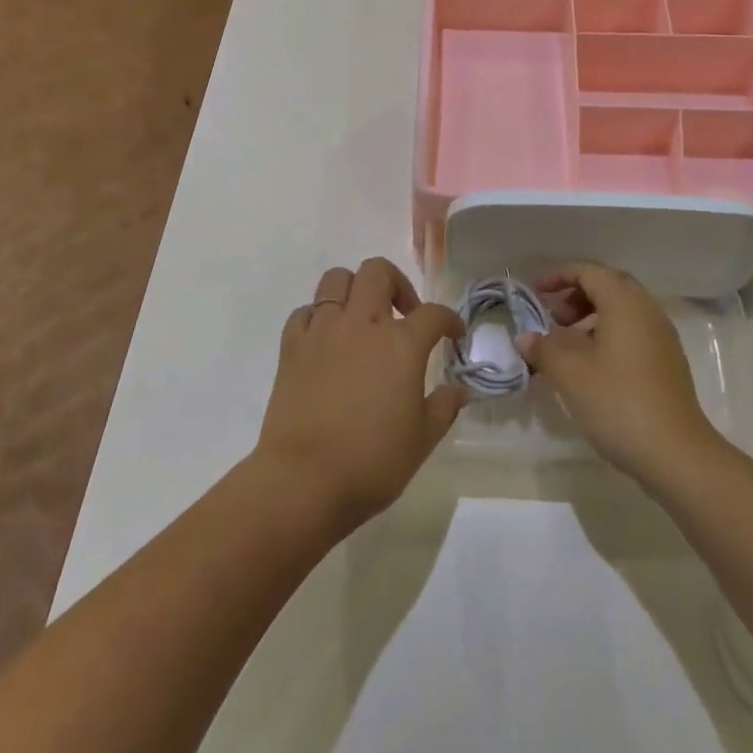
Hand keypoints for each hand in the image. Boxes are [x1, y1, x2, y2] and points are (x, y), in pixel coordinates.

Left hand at [256, 258, 466, 533]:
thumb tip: (460, 390)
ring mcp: (323, 330)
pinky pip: (305, 312)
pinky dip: (319, 317)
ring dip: (355, 290)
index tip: (454, 334)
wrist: (304, 481)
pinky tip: (327, 340)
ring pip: (337, 279)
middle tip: (403, 315)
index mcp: (400, 344)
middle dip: (397, 284)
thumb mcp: (422, 440)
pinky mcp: (292, 346)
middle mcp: (362, 324)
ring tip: (362, 318)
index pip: (433, 313)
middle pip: (378, 271)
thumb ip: (444, 407)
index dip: (449, 319)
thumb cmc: (371, 462)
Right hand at [518, 263, 723, 484]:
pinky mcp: (668, 362)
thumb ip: (544, 349)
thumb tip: (526, 338)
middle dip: (577, 295)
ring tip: (568, 344)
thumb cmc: (618, 402)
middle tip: (554, 318)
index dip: (560, 276)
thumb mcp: (570, 374)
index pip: (590, 272)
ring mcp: (662, 337)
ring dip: (593, 316)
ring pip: (623, 310)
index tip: (536, 291)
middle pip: (609, 286)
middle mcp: (647, 310)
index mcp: (625, 303)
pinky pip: (634, 331)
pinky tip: (593, 366)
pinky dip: (609, 334)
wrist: (676, 454)